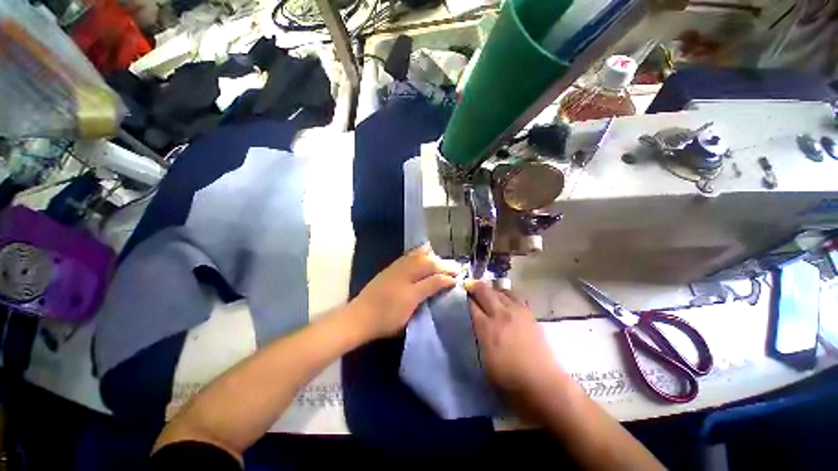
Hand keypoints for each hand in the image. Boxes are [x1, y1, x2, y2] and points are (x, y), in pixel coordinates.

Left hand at [350, 246, 457, 339]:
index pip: (434, 280)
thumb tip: (444, 286)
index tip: (457, 279)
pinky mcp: (390, 268)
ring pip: (418, 257)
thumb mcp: (409, 316)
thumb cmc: (386, 320)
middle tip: (455, 268)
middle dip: (443, 265)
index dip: (447, 278)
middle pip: (428, 264)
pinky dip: (418, 253)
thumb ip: (427, 297)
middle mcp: (405, 275)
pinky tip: (423, 252)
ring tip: (441, 260)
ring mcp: (396, 269)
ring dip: (432, 257)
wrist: (359, 317)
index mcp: (410, 290)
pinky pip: (408, 256)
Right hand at [468, 281, 565, 404]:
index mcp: (486, 327)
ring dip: (491, 289)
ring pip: (500, 290)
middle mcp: (500, 314)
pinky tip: (505, 298)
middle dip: (475, 286)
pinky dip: (506, 294)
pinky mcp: (529, 314)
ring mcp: (516, 312)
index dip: (466, 298)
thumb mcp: (484, 360)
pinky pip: (515, 296)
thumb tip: (477, 323)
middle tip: (470, 285)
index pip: (472, 305)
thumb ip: (479, 337)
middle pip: (484, 291)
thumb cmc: (509, 379)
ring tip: (487, 292)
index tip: (462, 295)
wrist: (542, 383)